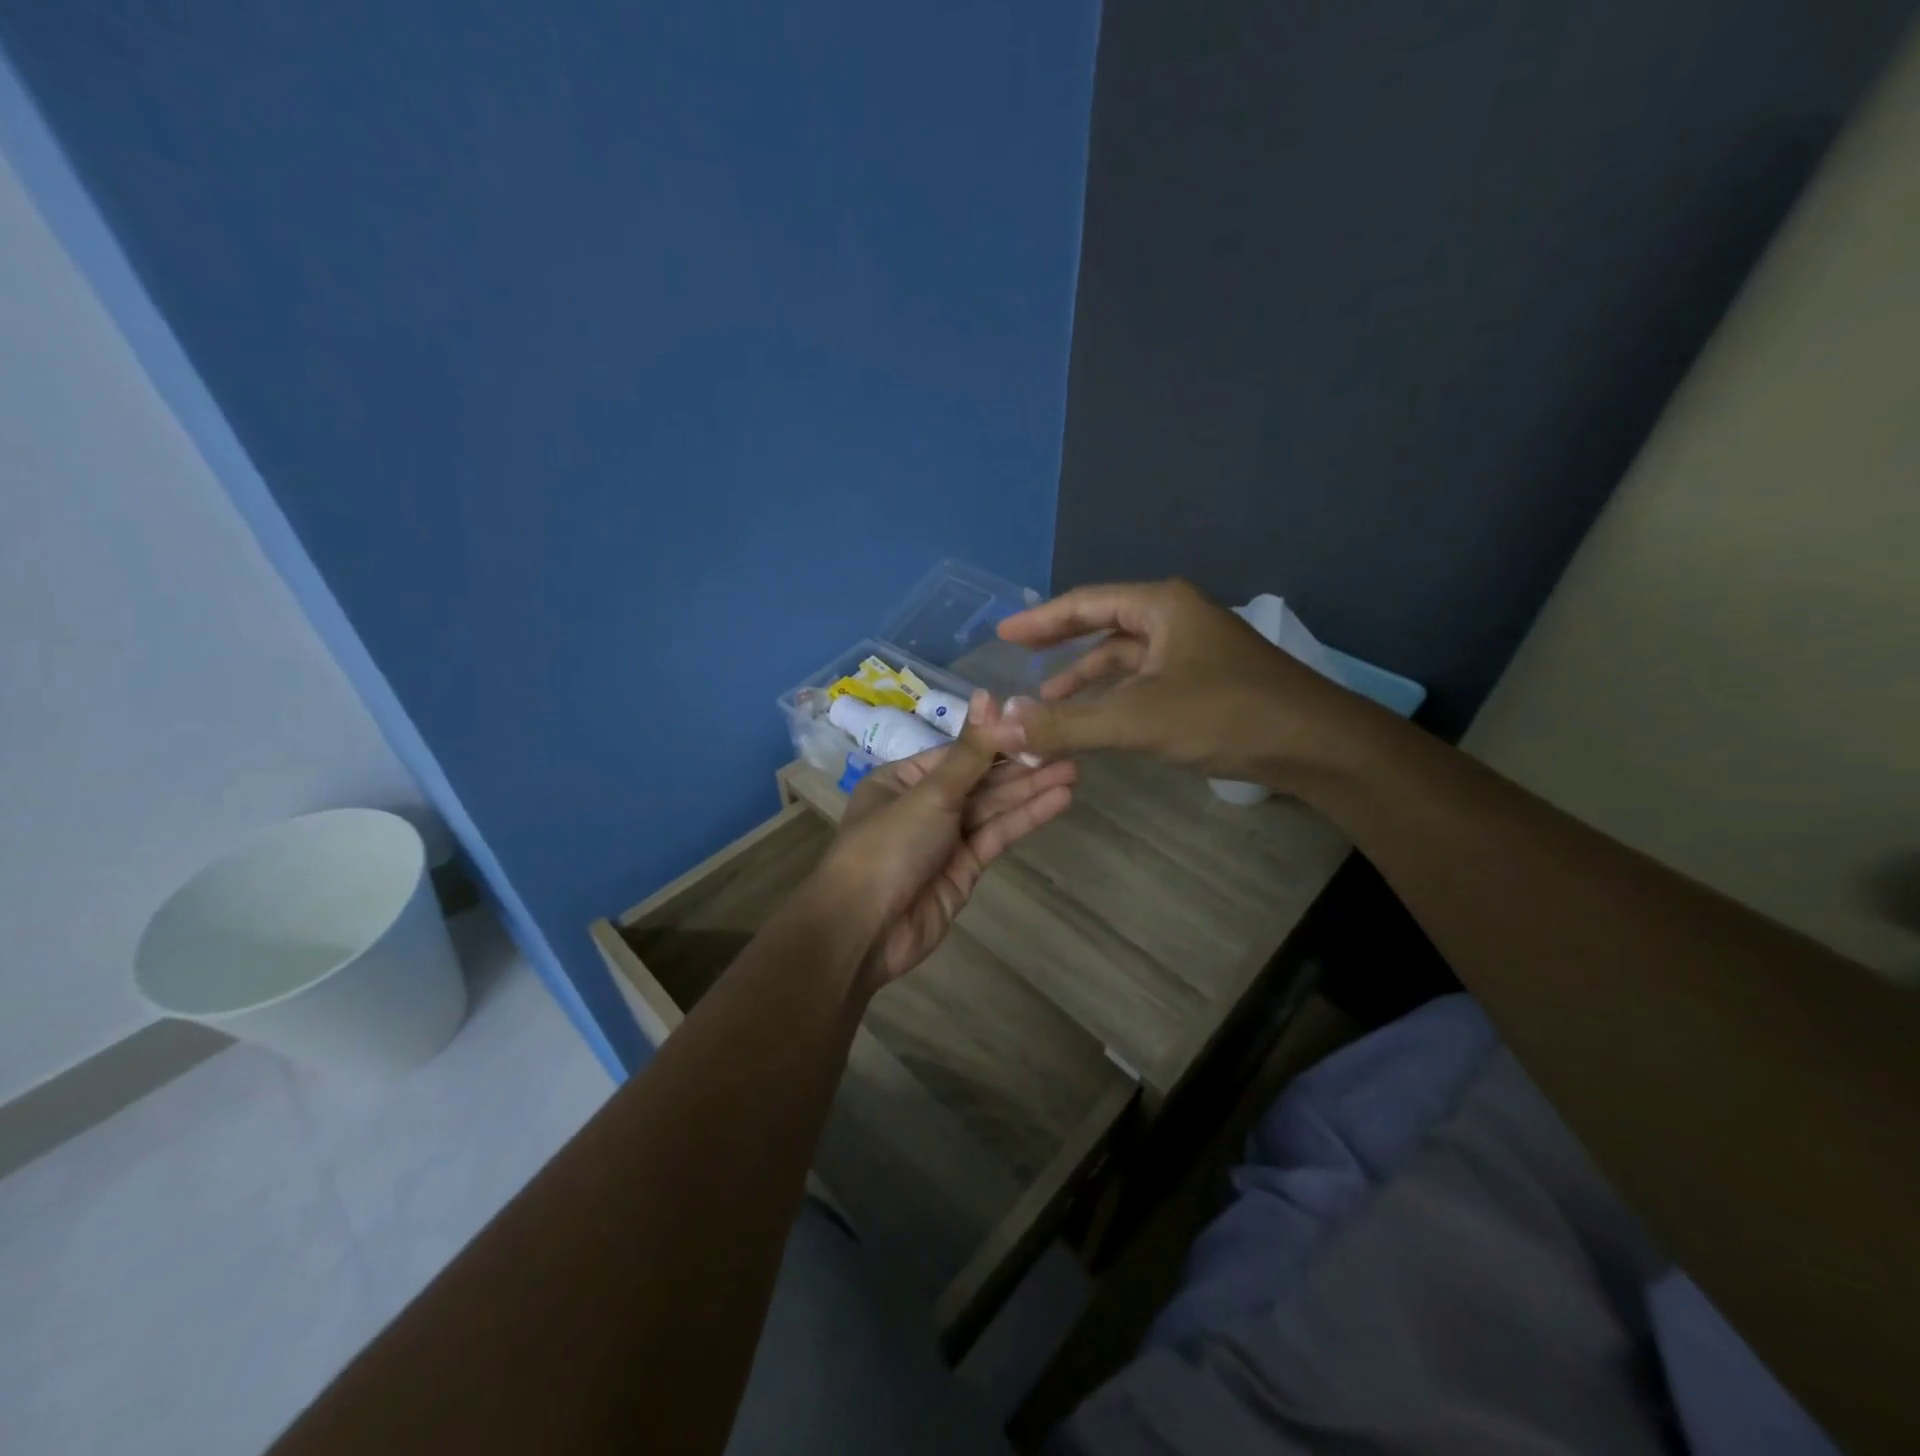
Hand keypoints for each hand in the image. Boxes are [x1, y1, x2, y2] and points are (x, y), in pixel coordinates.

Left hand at [819, 693, 1076, 992]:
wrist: (865, 929)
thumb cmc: (888, 847)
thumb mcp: (929, 793)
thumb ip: (969, 752)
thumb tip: (991, 697)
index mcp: (903, 779)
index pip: (958, 752)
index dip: (997, 739)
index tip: (1037, 724)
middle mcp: (924, 804)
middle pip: (979, 779)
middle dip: (1021, 765)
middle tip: (1068, 746)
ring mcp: (945, 838)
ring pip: (993, 807)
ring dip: (1030, 789)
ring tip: (1073, 770)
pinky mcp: (964, 868)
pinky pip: (997, 835)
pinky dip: (1026, 818)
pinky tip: (1058, 800)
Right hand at [986, 579, 1374, 783]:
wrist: (1317, 746)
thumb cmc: (1226, 716)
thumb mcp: (1137, 719)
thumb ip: (1067, 723)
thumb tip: (1003, 727)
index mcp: (1162, 606)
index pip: (1085, 603)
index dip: (1040, 620)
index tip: (1002, 634)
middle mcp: (1177, 618)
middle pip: (1104, 624)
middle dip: (1061, 644)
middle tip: (1020, 657)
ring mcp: (1194, 650)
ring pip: (1126, 656)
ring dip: (1087, 676)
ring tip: (1049, 699)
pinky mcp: (1206, 681)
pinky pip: (1145, 680)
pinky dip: (1116, 695)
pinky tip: (1098, 716)